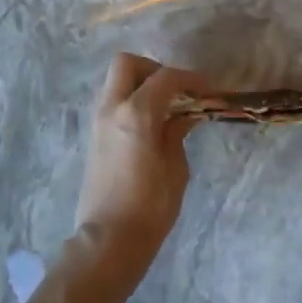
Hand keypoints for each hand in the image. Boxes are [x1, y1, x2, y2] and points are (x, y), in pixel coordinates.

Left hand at [75, 53, 206, 269]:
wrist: (110, 238)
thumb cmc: (150, 206)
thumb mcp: (175, 167)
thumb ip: (177, 132)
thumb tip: (185, 115)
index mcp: (136, 113)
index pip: (165, 78)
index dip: (190, 79)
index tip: (208, 90)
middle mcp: (111, 108)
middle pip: (127, 64)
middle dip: (154, 69)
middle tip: (176, 90)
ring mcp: (98, 121)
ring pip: (115, 82)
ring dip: (140, 84)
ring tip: (166, 108)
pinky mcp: (93, 136)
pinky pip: (112, 102)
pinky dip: (130, 101)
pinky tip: (151, 124)